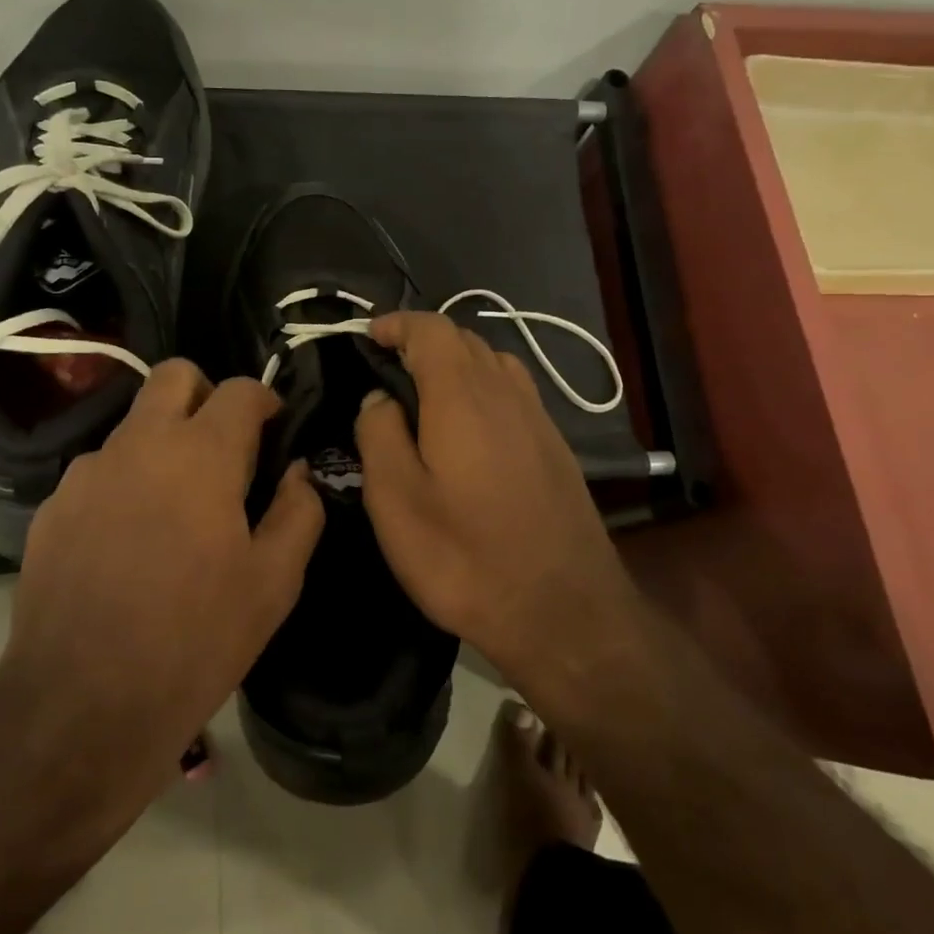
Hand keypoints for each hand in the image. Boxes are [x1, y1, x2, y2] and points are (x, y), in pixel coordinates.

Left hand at [0, 361, 324, 790]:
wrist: (82, 705)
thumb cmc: (196, 639)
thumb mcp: (275, 582)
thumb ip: (300, 511)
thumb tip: (298, 472)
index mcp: (201, 454)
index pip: (239, 390)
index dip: (265, 400)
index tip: (274, 428)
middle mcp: (140, 444)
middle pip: (174, 375)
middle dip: (206, 394)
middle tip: (224, 446)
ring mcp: (88, 473)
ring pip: (134, 425)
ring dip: (163, 443)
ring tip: (175, 508)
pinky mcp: (53, 507)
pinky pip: (99, 472)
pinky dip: (125, 484)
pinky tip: (129, 542)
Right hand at [354, 313, 628, 676]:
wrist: (563, 610)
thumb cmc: (465, 557)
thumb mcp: (396, 501)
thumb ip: (379, 434)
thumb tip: (379, 397)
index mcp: (462, 395)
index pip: (431, 329)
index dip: (397, 323)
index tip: (369, 335)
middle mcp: (506, 392)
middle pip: (465, 340)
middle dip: (424, 341)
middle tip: (389, 369)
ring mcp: (538, 418)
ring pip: (494, 364)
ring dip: (457, 364)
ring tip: (426, 395)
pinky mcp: (555, 446)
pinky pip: (514, 393)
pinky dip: (484, 389)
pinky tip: (469, 430)